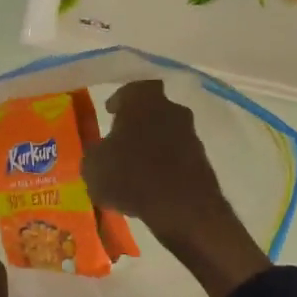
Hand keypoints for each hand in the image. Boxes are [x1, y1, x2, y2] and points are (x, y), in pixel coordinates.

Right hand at [82, 80, 272, 296]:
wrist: (182, 207)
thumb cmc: (130, 176)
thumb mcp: (94, 166)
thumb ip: (95, 154)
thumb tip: (99, 154)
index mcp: (143, 101)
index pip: (132, 89)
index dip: (121, 100)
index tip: (111, 112)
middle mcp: (171, 110)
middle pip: (153, 110)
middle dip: (138, 123)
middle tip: (122, 140)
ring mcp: (191, 135)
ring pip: (167, 133)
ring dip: (153, 145)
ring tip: (135, 167)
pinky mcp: (202, 160)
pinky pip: (178, 156)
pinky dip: (166, 165)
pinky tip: (152, 184)